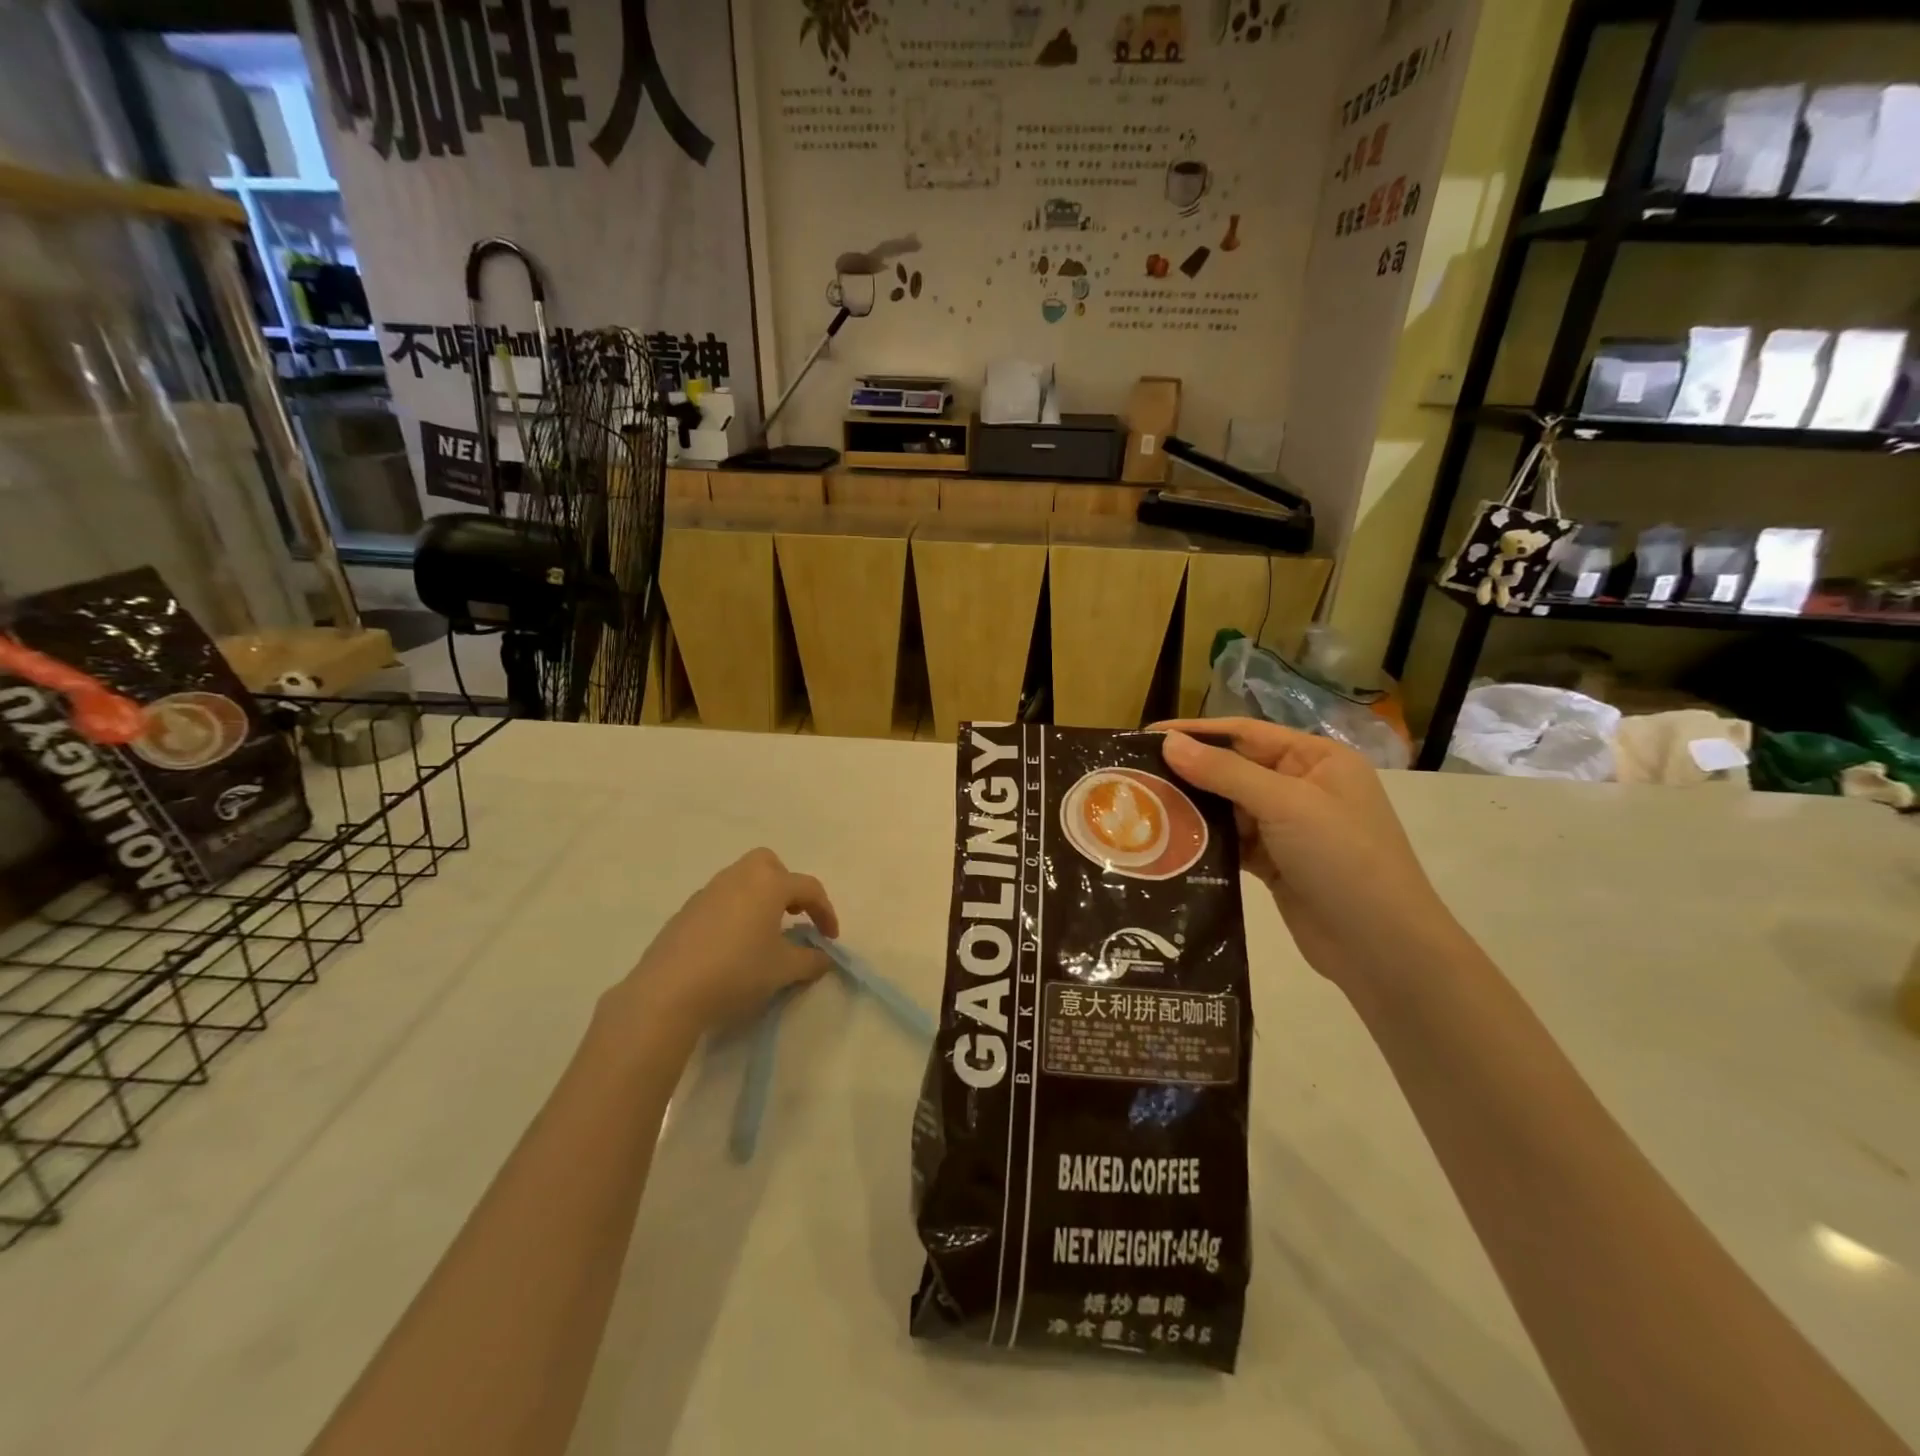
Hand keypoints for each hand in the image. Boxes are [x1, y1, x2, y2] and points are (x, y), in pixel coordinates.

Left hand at [613, 849, 839, 1042]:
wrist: (668, 992)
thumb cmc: (737, 972)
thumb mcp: (783, 970)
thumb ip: (811, 960)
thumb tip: (824, 958)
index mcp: (768, 884)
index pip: (809, 888)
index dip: (825, 911)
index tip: (830, 939)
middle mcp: (738, 877)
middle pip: (769, 864)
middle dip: (786, 885)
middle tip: (793, 916)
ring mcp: (708, 892)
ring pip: (742, 880)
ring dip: (759, 898)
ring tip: (764, 933)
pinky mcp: (686, 911)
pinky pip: (720, 900)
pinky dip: (735, 912)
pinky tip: (732, 945)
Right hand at [1155, 719, 1463, 993]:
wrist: (1382, 949)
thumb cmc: (1343, 859)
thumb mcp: (1286, 805)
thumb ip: (1225, 772)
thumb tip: (1169, 742)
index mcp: (1316, 759)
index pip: (1245, 733)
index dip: (1196, 732)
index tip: (1147, 736)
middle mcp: (1303, 787)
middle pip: (1234, 768)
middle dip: (1189, 771)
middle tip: (1135, 776)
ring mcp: (1290, 828)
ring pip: (1229, 807)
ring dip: (1193, 808)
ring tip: (1143, 807)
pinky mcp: (1276, 863)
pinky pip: (1232, 841)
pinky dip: (1205, 840)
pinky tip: (1170, 841)